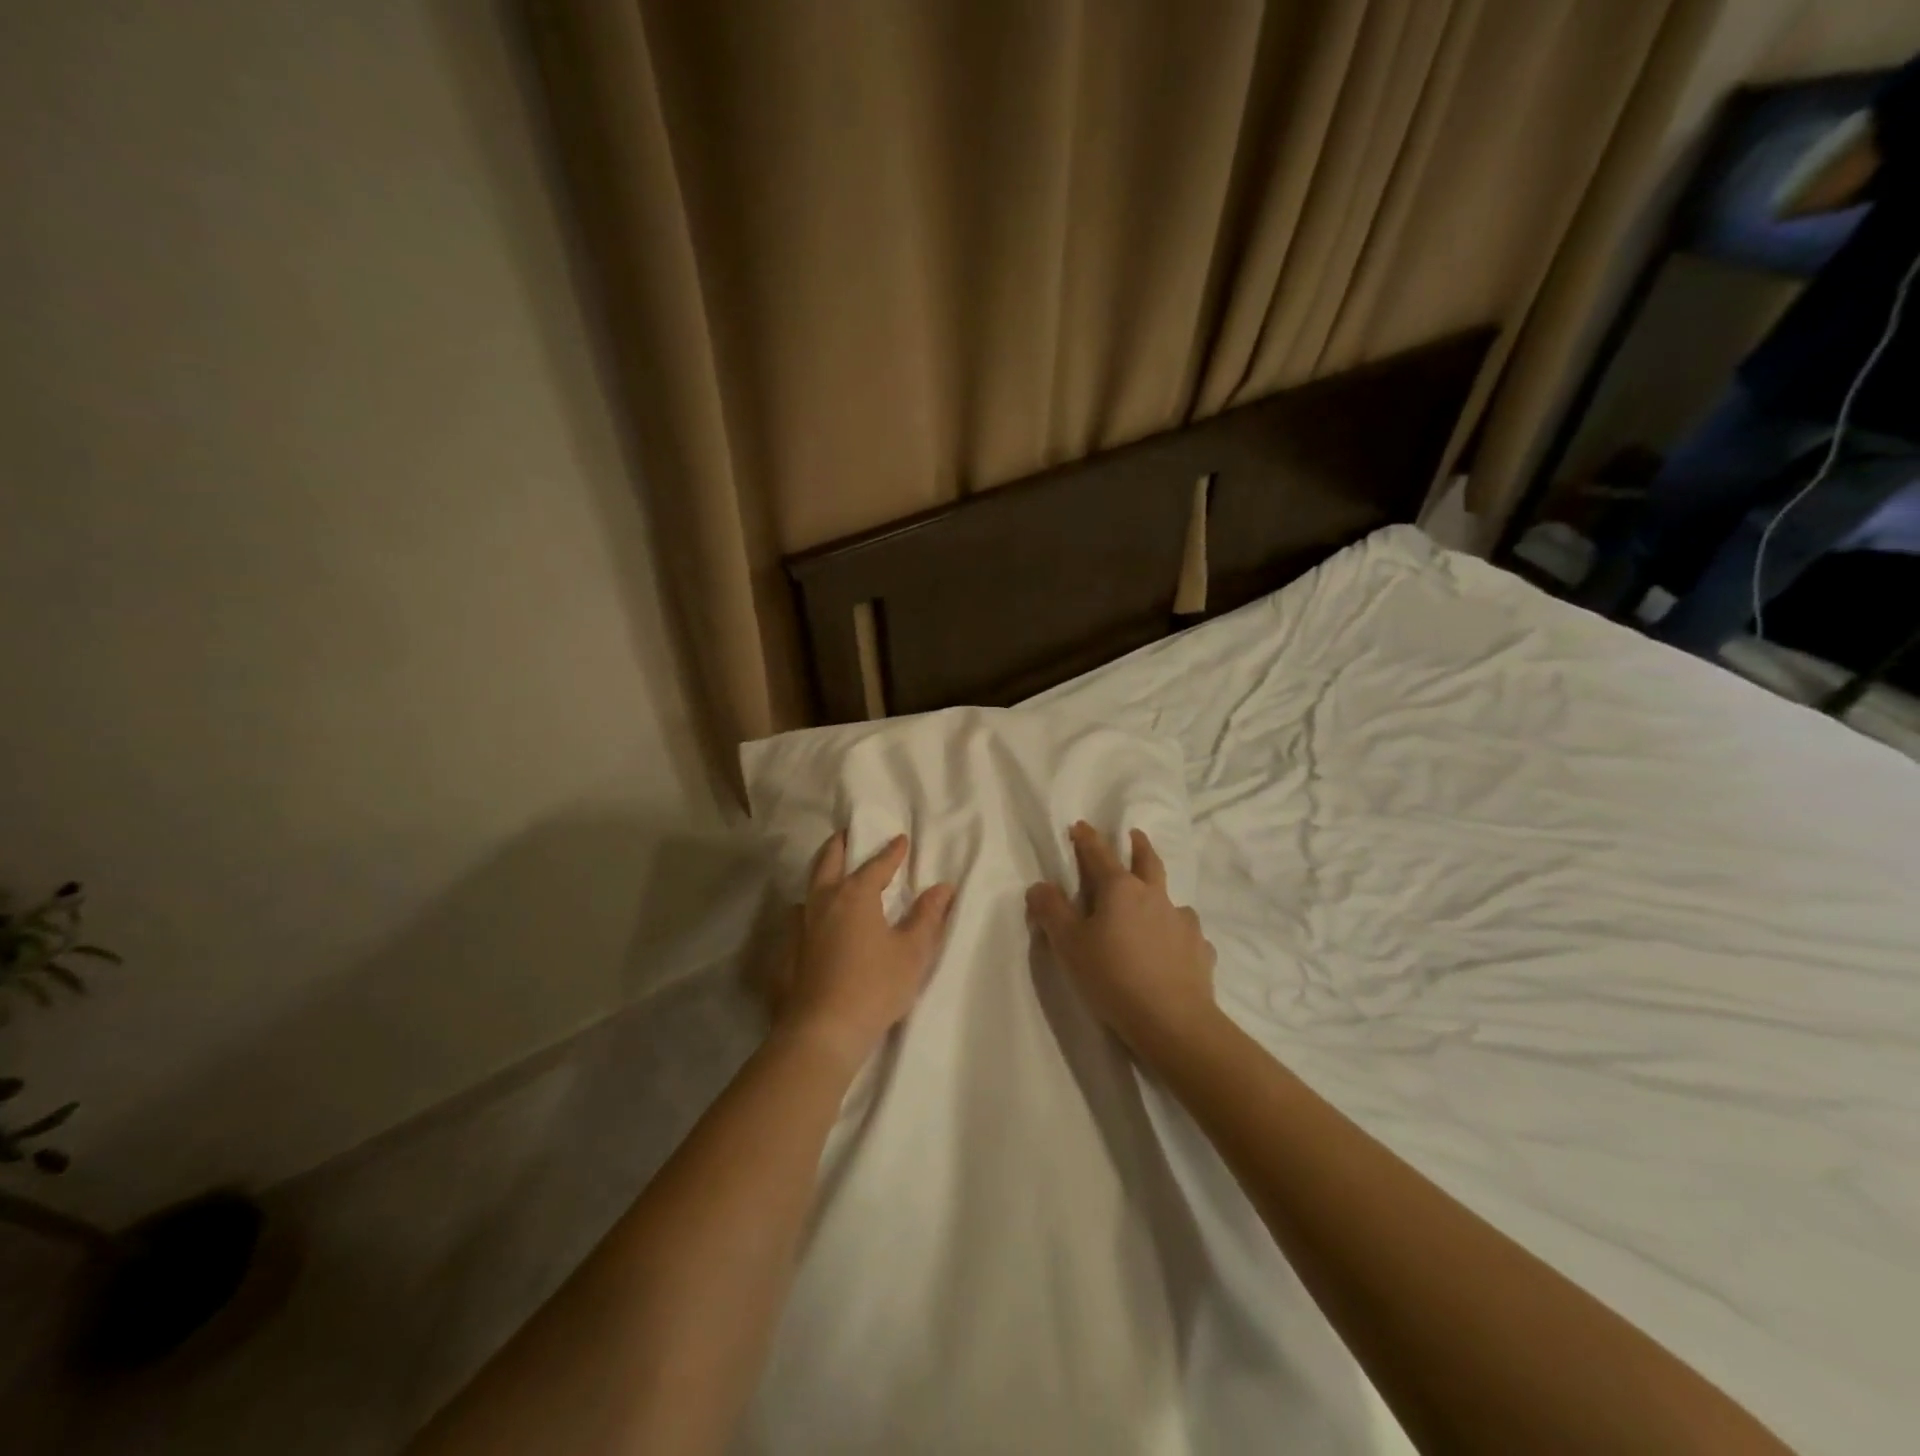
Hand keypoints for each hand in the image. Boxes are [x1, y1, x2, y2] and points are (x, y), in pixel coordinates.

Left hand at [775, 832, 954, 1070]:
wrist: (822, 1030)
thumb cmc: (875, 986)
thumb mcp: (912, 952)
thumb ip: (927, 917)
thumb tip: (942, 887)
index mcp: (855, 895)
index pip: (877, 864)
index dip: (891, 852)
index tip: (901, 840)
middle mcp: (823, 901)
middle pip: (829, 861)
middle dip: (841, 844)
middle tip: (848, 834)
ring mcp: (800, 926)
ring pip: (809, 888)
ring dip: (821, 876)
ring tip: (831, 878)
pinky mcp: (787, 952)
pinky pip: (798, 918)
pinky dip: (809, 910)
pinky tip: (814, 923)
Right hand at [1026, 822, 1216, 1060]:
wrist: (1172, 1021)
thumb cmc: (1112, 976)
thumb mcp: (1069, 944)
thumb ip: (1051, 911)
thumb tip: (1039, 886)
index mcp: (1121, 889)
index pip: (1099, 854)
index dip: (1087, 839)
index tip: (1080, 825)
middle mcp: (1155, 897)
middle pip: (1147, 862)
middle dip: (1138, 845)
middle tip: (1135, 835)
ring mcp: (1182, 922)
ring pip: (1170, 899)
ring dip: (1160, 895)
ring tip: (1154, 905)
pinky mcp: (1200, 950)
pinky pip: (1187, 935)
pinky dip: (1177, 935)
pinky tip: (1174, 949)